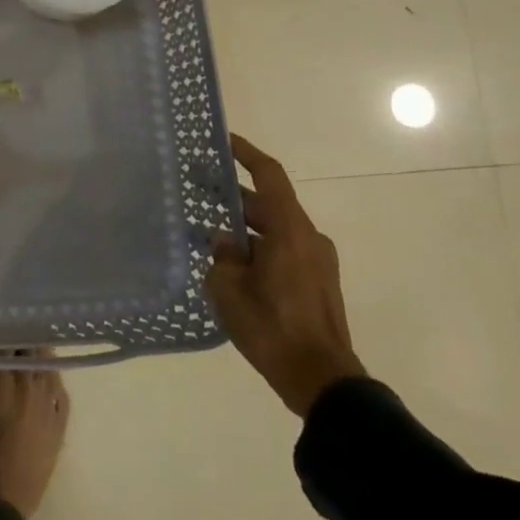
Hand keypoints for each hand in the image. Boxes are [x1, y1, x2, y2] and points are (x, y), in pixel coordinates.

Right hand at [206, 134, 366, 417]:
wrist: (322, 380)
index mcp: (290, 231)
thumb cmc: (273, 328)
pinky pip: (282, 250)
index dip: (245, 153)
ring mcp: (317, 261)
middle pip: (268, 204)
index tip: (222, 140)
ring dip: (244, 226)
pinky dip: (257, 246)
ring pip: (274, 229)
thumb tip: (224, 241)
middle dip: (233, 196)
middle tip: (197, 190)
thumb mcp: (229, 289)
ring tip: (207, 232)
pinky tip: (230, 263)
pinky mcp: (317, 283)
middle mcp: (308, 238)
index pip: (269, 176)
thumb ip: (222, 256)